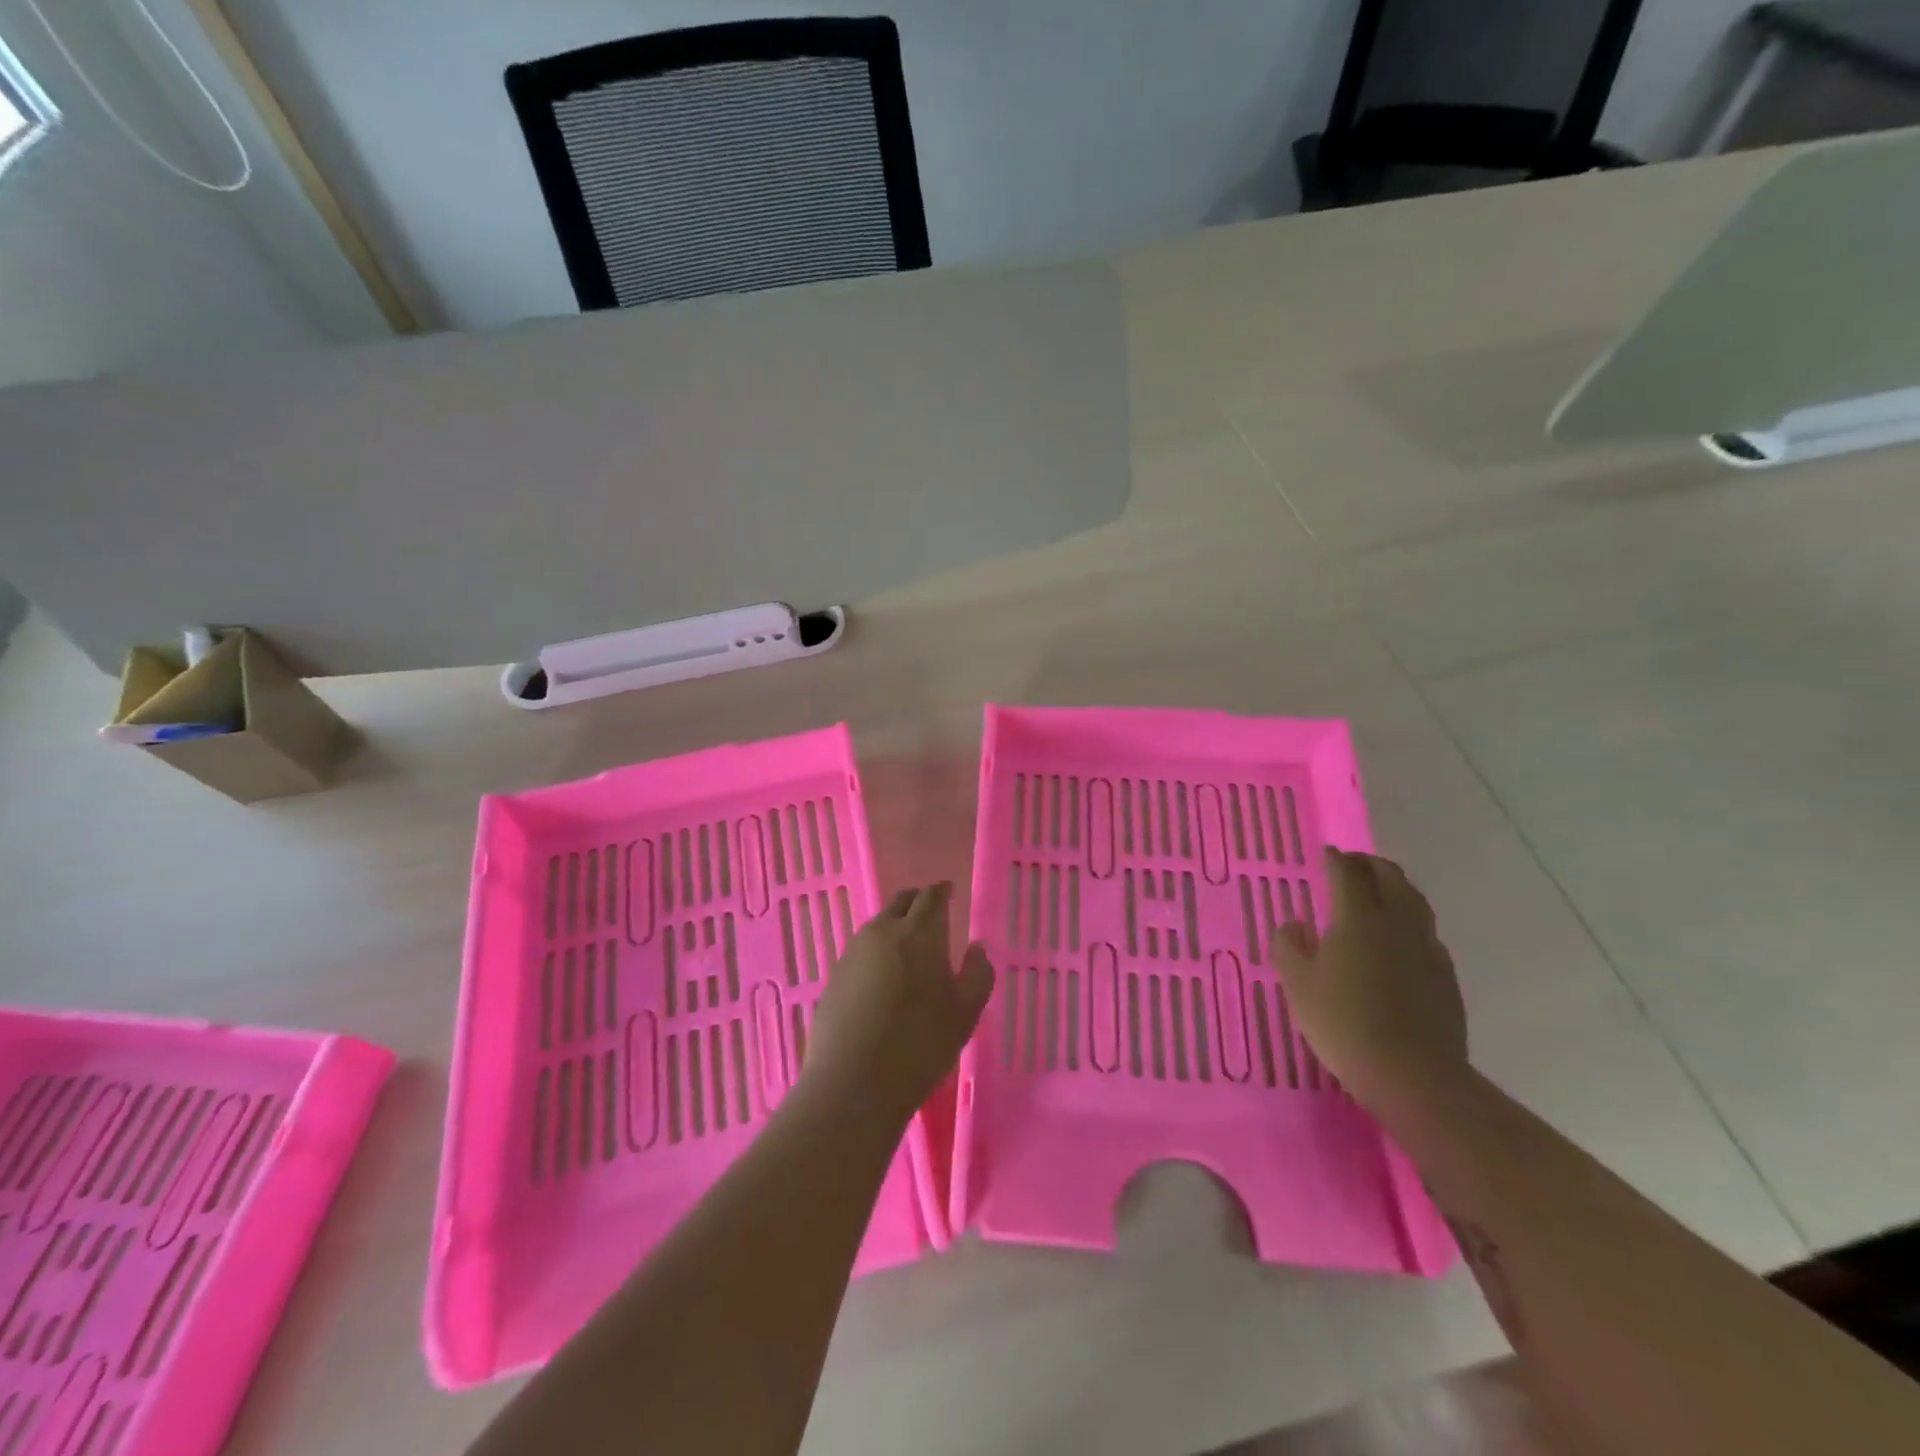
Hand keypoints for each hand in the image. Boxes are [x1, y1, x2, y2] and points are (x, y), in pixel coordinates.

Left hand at [802, 883, 994, 1126]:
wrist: (853, 1084)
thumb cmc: (920, 1046)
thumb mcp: (965, 1013)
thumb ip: (978, 974)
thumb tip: (977, 948)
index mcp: (920, 933)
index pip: (932, 897)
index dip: (942, 891)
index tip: (948, 890)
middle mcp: (883, 932)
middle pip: (901, 902)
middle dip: (917, 901)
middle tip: (930, 912)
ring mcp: (853, 952)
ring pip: (878, 924)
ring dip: (895, 925)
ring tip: (908, 944)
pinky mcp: (834, 976)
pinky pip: (861, 950)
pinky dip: (876, 950)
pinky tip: (882, 974)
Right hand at [1274, 848, 1467, 1112]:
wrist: (1413, 1075)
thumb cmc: (1343, 1023)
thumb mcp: (1297, 985)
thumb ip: (1289, 947)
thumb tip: (1294, 925)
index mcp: (1358, 917)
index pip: (1348, 873)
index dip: (1335, 859)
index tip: (1326, 853)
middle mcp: (1396, 922)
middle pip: (1390, 876)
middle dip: (1369, 864)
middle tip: (1351, 865)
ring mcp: (1426, 947)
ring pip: (1415, 900)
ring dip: (1395, 886)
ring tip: (1378, 891)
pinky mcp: (1445, 974)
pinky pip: (1426, 931)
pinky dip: (1410, 919)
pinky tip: (1399, 938)